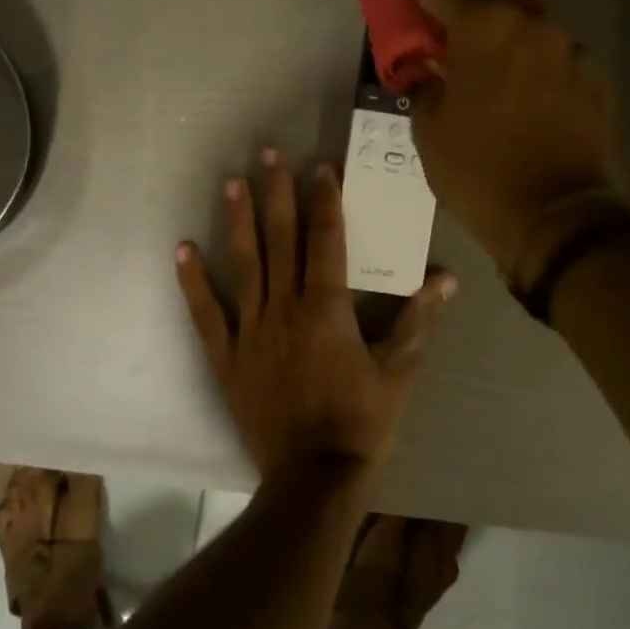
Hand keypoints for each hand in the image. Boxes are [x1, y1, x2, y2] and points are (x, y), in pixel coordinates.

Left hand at [175, 151, 456, 478]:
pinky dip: (194, 282)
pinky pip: (207, 313)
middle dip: (276, 194)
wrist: (314, 475)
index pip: (326, 241)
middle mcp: (285, 308)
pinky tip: (183, 250)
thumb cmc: (362, 421)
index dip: (324, 202)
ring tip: (232, 182)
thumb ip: (418, 320)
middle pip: (281, 240)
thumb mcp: (399, 372)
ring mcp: (251, 331)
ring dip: (237, 221)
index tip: (319, 168)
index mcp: (328, 309)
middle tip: (269, 153)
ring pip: (243, 265)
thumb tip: (446, 278)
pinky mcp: (227, 356)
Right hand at [400, 0, 619, 280]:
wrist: (556, 217)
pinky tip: (512, 67)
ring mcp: (568, 48)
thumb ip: (424, 85)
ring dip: (493, 16)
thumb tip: (427, 72)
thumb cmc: (479, 172)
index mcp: (486, 27)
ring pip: (522, 17)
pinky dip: (523, 48)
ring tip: (471, 29)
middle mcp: (532, 23)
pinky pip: (548, 49)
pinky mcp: (591, 76)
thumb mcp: (429, 130)